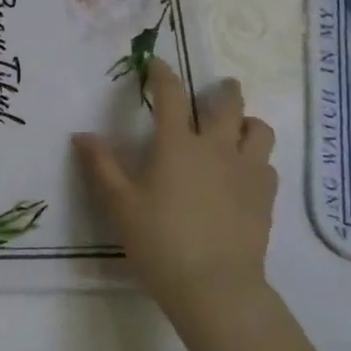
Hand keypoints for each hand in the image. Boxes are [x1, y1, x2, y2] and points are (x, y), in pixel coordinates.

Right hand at [73, 59, 277, 312]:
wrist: (215, 288)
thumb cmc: (160, 242)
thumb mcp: (120, 204)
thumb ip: (101, 166)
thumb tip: (82, 135)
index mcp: (177, 145)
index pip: (171, 95)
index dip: (163, 73)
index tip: (157, 63)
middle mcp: (216, 148)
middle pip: (228, 104)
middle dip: (224, 90)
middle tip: (220, 86)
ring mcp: (246, 171)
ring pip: (259, 130)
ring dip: (247, 122)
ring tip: (237, 128)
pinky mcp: (265, 197)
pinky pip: (268, 164)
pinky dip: (257, 158)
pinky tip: (245, 171)